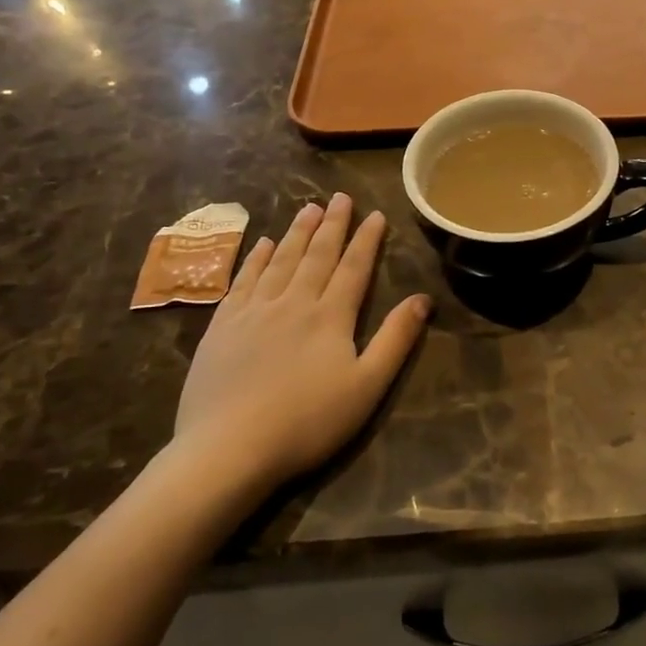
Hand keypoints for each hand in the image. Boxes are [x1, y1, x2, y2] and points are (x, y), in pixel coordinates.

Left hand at [174, 195, 430, 490]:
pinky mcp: (222, 326)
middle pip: (316, 255)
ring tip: (308, 208)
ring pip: (280, 260)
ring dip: (297, 232)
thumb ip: (395, 340)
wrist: (228, 448)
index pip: (354, 267)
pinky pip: (243, 280)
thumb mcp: (367, 386)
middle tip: (340, 197)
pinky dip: (256, 258)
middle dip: (332, 224)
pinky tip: (263, 244)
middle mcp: (293, 302)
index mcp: (330, 316)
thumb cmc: (307, 422)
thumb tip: (423, 299)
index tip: (376, 214)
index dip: (367, 239)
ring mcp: (253, 311)